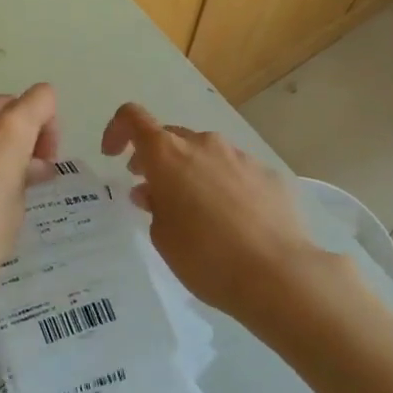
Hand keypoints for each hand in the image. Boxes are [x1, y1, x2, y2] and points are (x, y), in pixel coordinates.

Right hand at [101, 103, 325, 329]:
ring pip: (206, 154)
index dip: (117, 130)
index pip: (133, 118)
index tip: (113, 156)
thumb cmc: (206, 258)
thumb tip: (152, 191)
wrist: (279, 275)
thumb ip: (153, 206)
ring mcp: (240, 156)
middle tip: (152, 192)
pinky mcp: (269, 174)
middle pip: (171, 138)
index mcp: (168, 155)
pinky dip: (225, 186)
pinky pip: (236, 172)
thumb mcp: (163, 237)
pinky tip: (233, 221)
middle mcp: (204, 145)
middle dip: (156, 159)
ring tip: (196, 211)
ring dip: (192, 172)